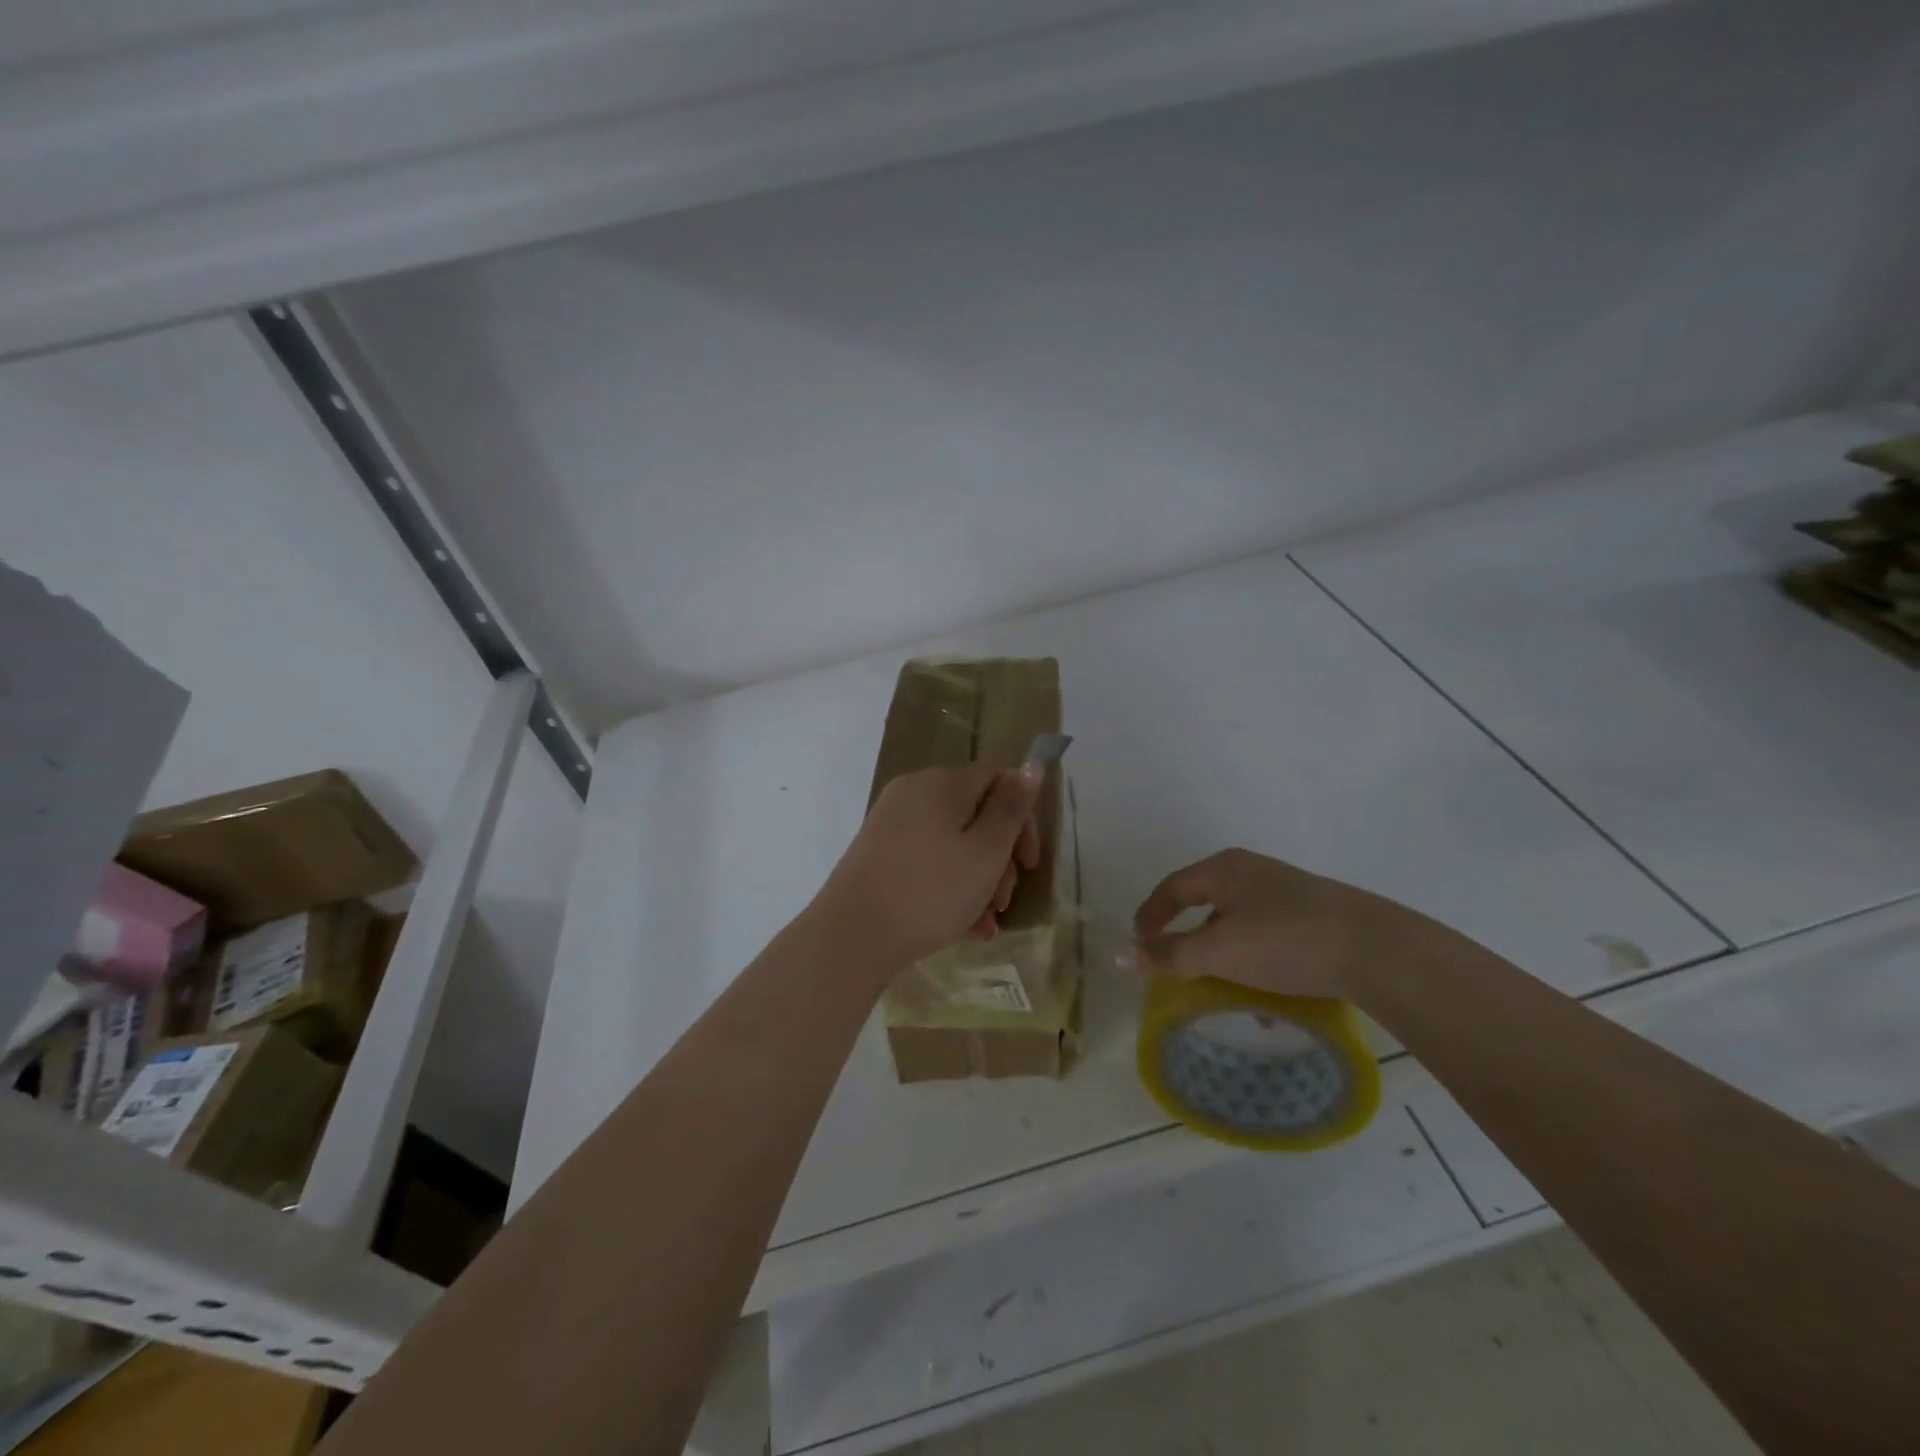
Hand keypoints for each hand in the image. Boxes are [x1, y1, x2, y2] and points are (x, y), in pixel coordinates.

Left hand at [816, 765, 1042, 967]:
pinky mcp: (878, 853)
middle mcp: (914, 792)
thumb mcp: (986, 852)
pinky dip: (949, 886)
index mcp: (942, 783)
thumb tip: (1031, 766)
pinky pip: (927, 860)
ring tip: (986, 924)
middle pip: (975, 814)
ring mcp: (892, 823)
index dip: (1022, 819)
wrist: (851, 936)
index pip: (998, 780)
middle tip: (1004, 901)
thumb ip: (1011, 808)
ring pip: (952, 843)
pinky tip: (964, 928)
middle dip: (999, 858)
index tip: (1028, 864)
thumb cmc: (930, 891)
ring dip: (978, 880)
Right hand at [1124, 848, 1427, 1002]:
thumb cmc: (1284, 942)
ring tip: (1220, 987)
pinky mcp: (1314, 913)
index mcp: (1223, 869)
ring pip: (1238, 921)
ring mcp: (1286, 890)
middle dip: (1187, 935)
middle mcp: (1252, 871)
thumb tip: (1119, 953)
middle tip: (1173, 964)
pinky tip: (1267, 995)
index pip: (1172, 887)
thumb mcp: (1219, 952)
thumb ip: (1169, 955)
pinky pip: (1268, 934)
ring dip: (1222, 953)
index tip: (1138, 942)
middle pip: (1205, 902)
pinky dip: (1254, 959)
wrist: (1378, 950)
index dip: (1150, 914)